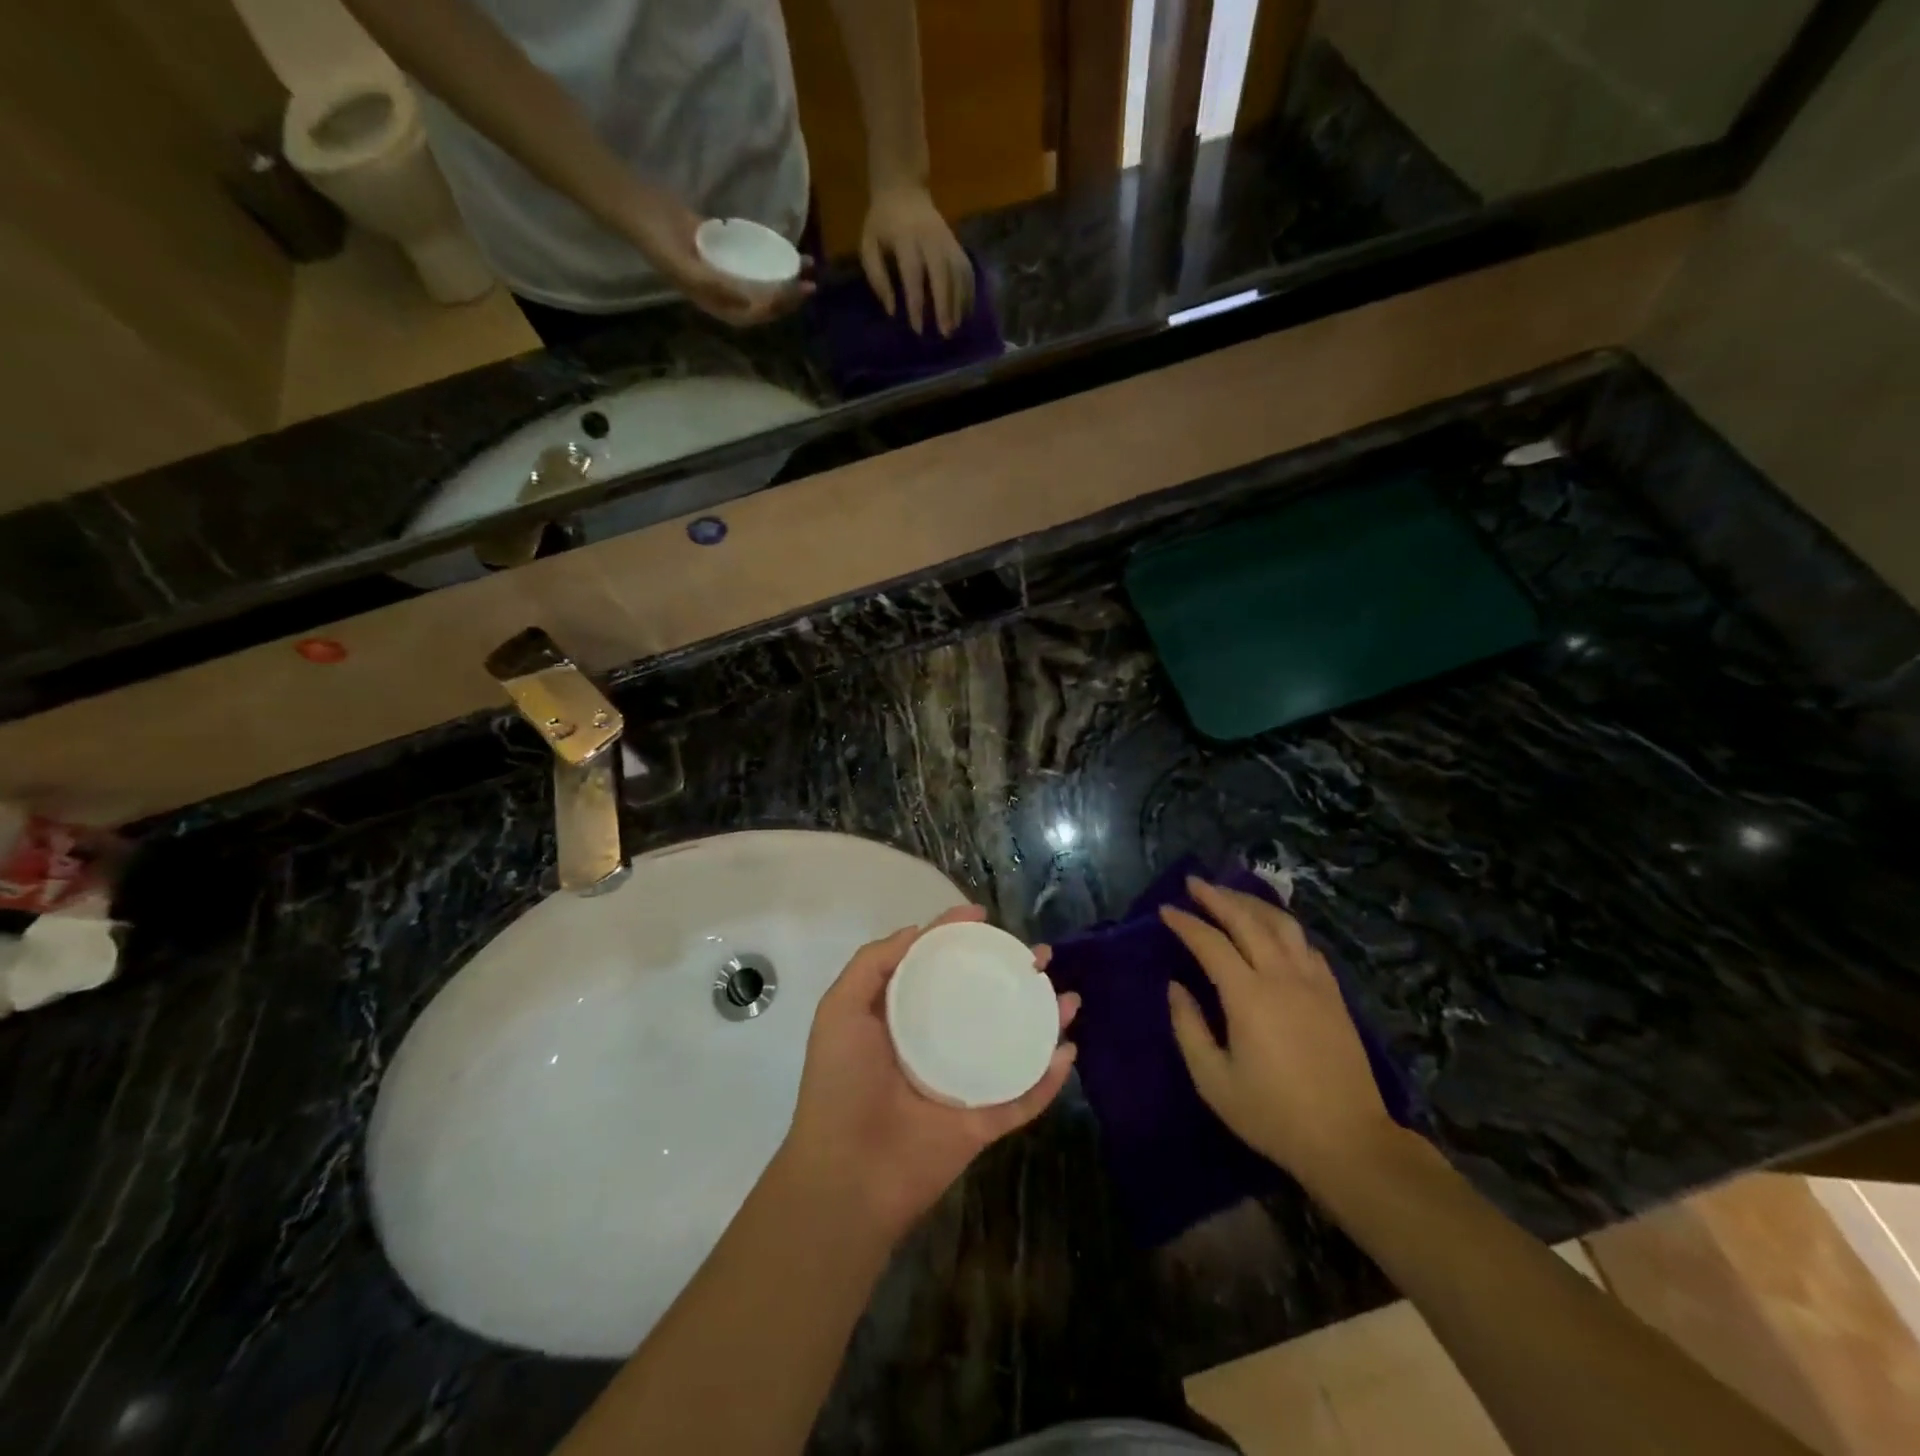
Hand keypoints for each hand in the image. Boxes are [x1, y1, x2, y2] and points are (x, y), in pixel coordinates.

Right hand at [623, 193, 812, 326]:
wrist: (639, 208)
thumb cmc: (658, 241)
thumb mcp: (683, 267)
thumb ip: (714, 286)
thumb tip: (747, 302)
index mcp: (714, 304)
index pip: (753, 314)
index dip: (776, 308)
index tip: (794, 293)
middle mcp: (723, 293)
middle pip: (763, 301)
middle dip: (788, 296)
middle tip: (811, 284)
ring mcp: (724, 272)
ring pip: (762, 280)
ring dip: (784, 275)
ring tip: (807, 265)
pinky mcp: (724, 250)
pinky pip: (753, 258)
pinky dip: (770, 256)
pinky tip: (786, 248)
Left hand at [782, 904, 1077, 1238]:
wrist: (847, 1174)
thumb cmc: (840, 1083)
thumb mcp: (842, 1008)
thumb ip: (874, 963)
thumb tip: (918, 931)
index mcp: (904, 1019)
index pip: (938, 968)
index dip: (959, 939)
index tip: (984, 917)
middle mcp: (937, 1044)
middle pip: (984, 1000)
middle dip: (1014, 975)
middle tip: (1040, 956)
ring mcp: (964, 1083)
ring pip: (1013, 1044)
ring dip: (1043, 1020)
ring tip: (1068, 996)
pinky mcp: (984, 1122)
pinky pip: (1024, 1097)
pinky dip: (1049, 1078)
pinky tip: (1067, 1051)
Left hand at [859, 184, 974, 336]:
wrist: (904, 189)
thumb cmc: (882, 223)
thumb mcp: (868, 244)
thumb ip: (877, 277)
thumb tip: (892, 310)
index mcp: (906, 237)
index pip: (913, 274)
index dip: (916, 302)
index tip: (917, 328)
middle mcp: (931, 238)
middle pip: (942, 274)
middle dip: (945, 305)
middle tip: (945, 333)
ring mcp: (947, 240)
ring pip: (958, 273)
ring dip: (960, 302)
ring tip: (956, 327)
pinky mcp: (957, 243)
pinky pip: (967, 270)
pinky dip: (969, 292)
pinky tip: (966, 312)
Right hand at [1161, 879, 1397, 1192]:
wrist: (1349, 1141)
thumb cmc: (1272, 1114)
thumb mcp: (1214, 1080)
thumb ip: (1189, 1028)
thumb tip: (1176, 988)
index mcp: (1249, 996)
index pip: (1210, 943)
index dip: (1186, 923)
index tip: (1165, 910)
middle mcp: (1282, 977)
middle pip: (1247, 920)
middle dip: (1217, 896)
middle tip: (1194, 882)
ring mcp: (1313, 982)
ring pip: (1282, 924)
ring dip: (1252, 903)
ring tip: (1230, 895)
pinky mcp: (1334, 995)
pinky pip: (1306, 944)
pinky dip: (1283, 926)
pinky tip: (1273, 929)